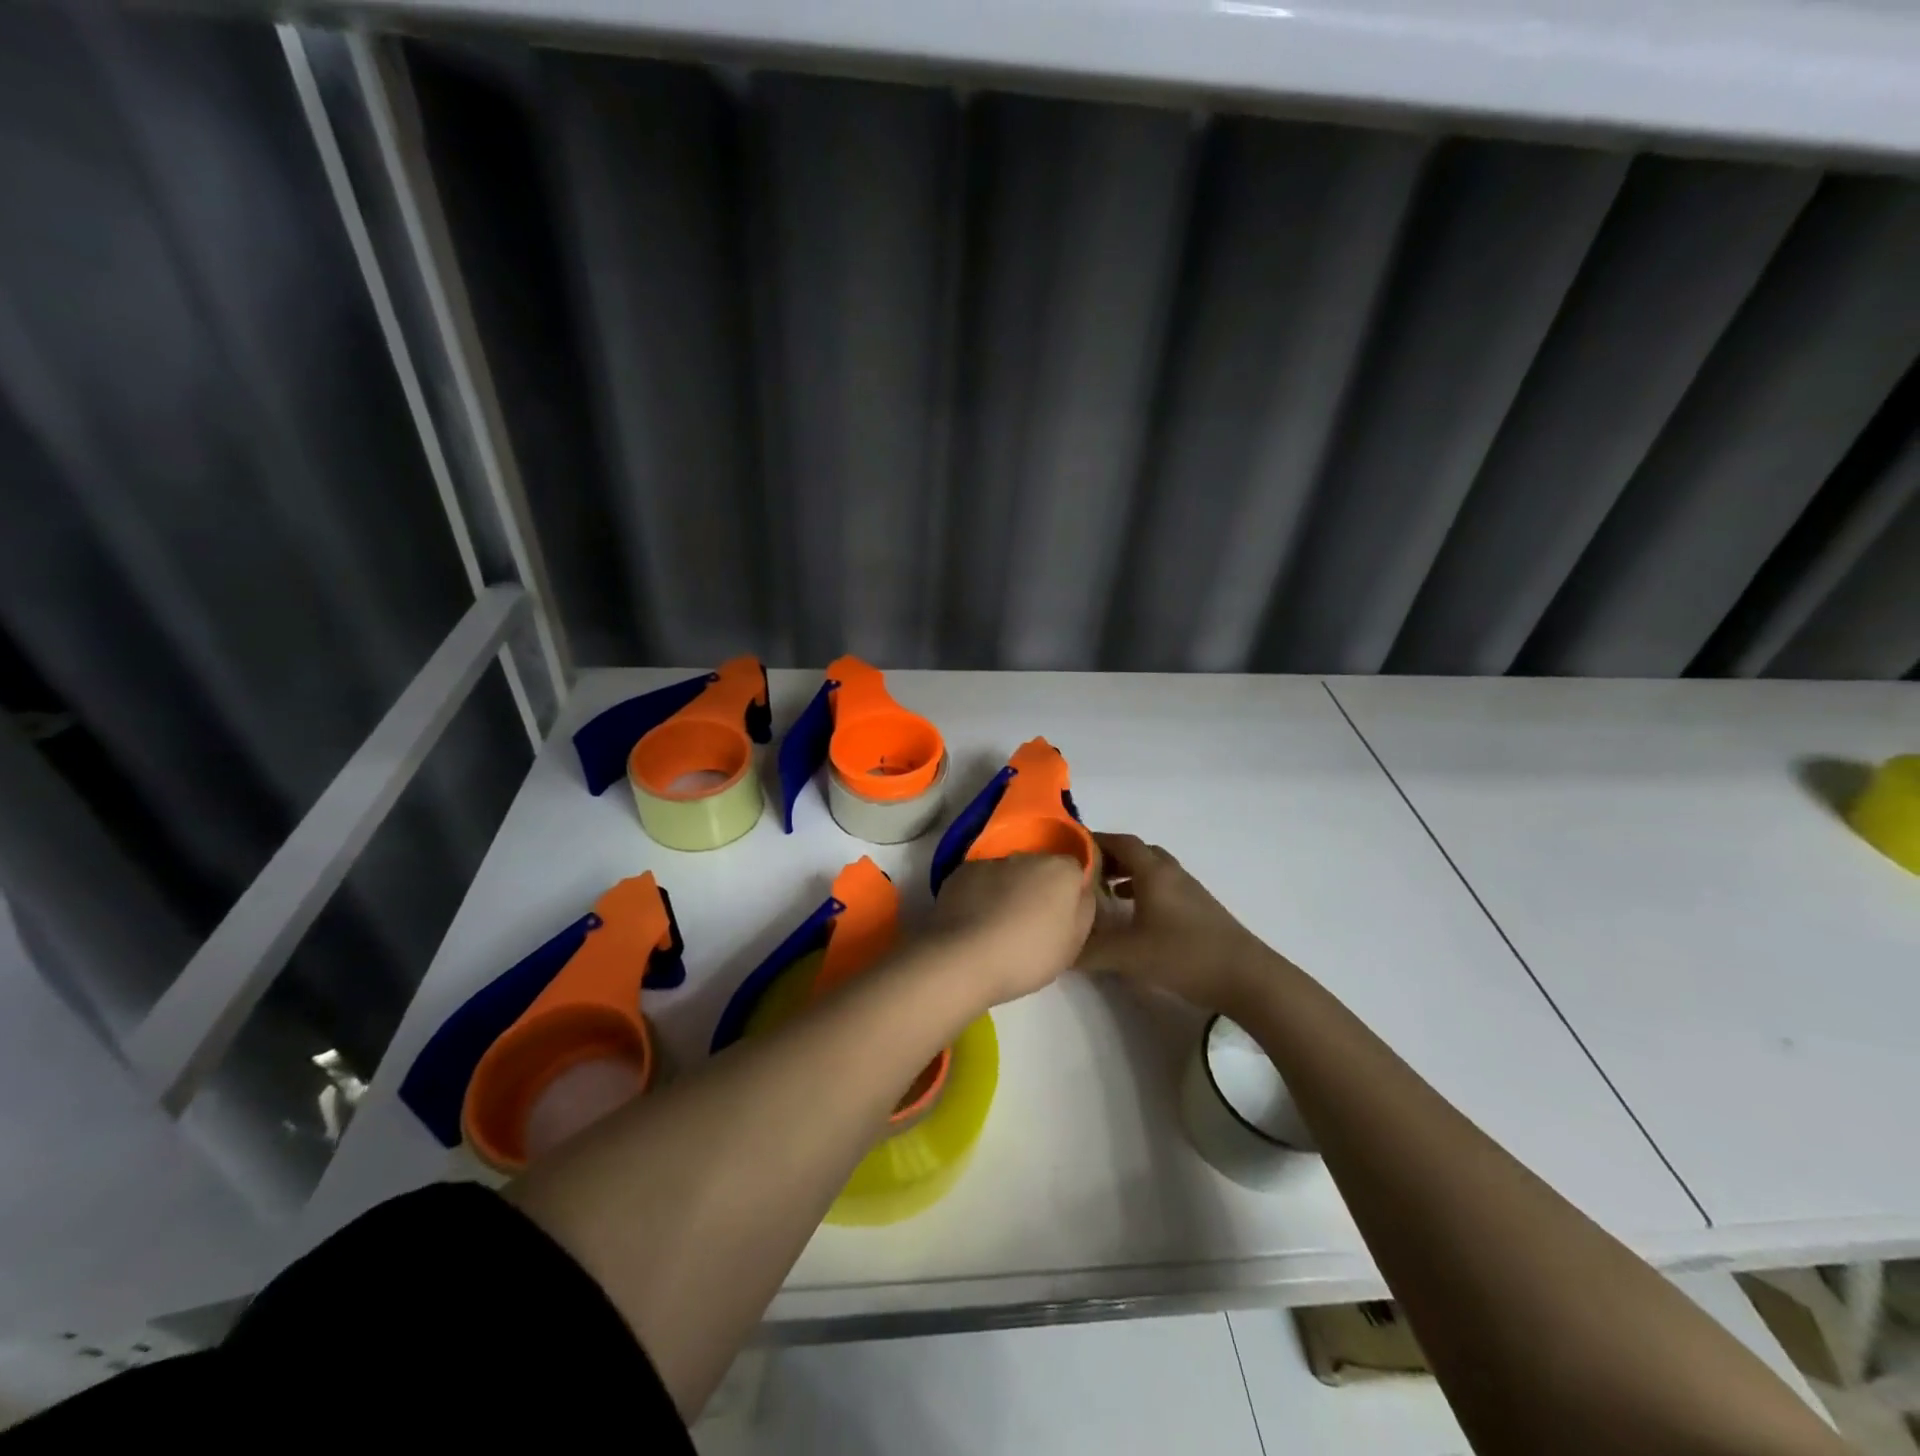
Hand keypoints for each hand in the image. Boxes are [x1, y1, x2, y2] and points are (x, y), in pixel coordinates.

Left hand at [925, 854, 1095, 1006]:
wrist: (963, 958)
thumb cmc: (1028, 955)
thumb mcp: (1074, 942)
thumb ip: (1083, 909)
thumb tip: (1080, 891)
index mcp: (1061, 870)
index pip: (1077, 868)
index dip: (1074, 889)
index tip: (1066, 913)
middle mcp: (1027, 856)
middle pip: (1042, 867)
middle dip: (1040, 888)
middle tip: (1034, 922)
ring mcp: (991, 861)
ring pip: (1010, 872)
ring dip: (1010, 890)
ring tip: (1000, 924)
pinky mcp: (962, 872)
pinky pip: (981, 879)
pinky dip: (982, 893)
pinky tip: (976, 921)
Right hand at [1079, 833, 1280, 1014]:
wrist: (1246, 977)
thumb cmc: (1184, 955)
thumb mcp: (1128, 955)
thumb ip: (1090, 951)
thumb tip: (1059, 950)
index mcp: (1153, 872)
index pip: (1120, 841)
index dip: (1094, 841)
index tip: (1069, 849)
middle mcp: (1171, 873)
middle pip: (1137, 852)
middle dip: (1109, 857)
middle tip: (1085, 873)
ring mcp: (1189, 890)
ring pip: (1152, 870)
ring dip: (1127, 874)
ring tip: (1105, 893)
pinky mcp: (1199, 909)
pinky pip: (1163, 887)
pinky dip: (1143, 891)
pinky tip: (1135, 916)